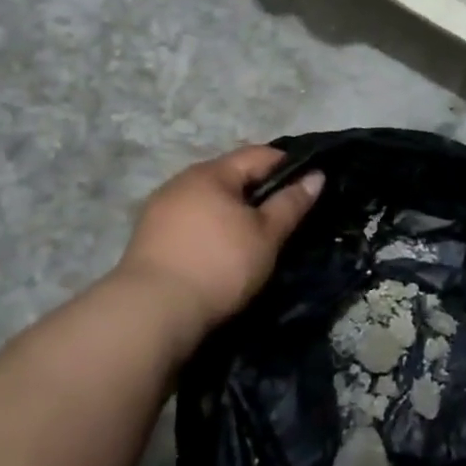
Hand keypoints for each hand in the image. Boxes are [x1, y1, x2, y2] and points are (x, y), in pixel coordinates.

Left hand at [115, 146, 324, 335]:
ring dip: (232, 210)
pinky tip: (220, 249)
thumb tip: (316, 176)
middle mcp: (182, 181)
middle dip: (258, 189)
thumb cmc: (219, 264)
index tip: (309, 184)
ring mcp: (160, 208)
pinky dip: (211, 227)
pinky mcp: (149, 236)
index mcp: (212, 173)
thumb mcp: (266, 235)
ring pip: (208, 199)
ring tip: (254, 235)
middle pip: (230, 175)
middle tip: (284, 215)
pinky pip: (190, 220)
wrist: (153, 311)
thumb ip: (291, 203)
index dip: (288, 165)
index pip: (258, 154)